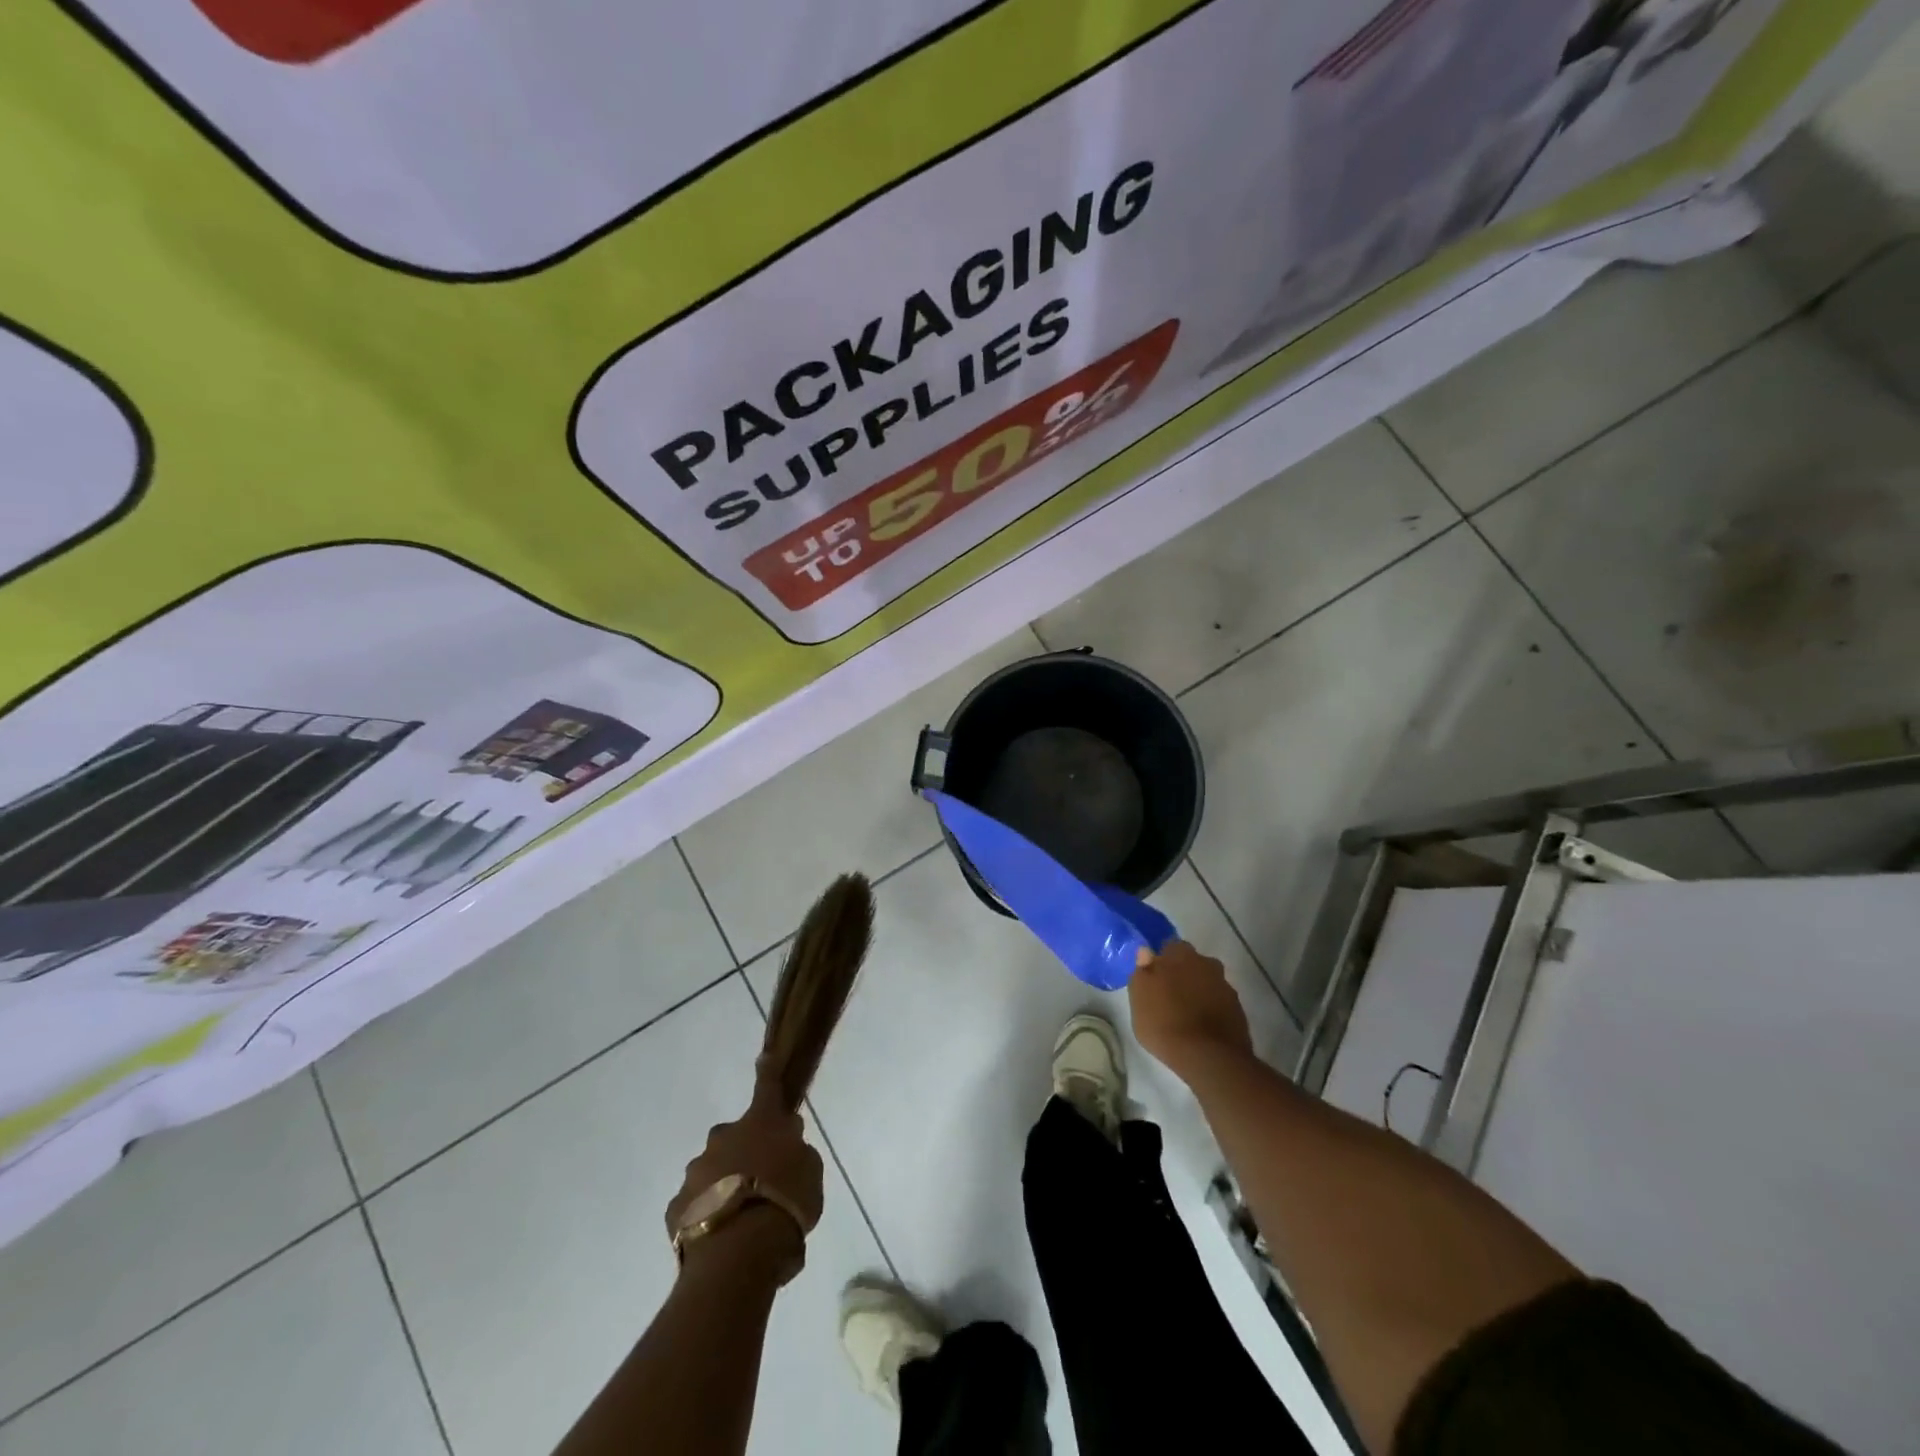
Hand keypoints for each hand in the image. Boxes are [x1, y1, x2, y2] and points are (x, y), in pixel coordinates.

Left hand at [665, 1069, 824, 1285]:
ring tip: (741, 1223)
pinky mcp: (676, 1208)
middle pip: (734, 1138)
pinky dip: (707, 1216)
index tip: (763, 1056)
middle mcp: (723, 1139)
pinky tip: (721, 1241)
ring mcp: (695, 1172)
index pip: (767, 1088)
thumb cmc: (785, 1203)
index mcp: (761, 1124)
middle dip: (743, 1153)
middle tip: (761, 1183)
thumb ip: (797, 1154)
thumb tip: (786, 1147)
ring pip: (711, 1172)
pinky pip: (695, 1206)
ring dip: (724, 1187)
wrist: (738, 1253)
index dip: (767, 1072)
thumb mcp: (810, 1173)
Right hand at [1128, 940, 1252, 1080]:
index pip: (1170, 947)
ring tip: (1186, 1013)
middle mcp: (1206, 963)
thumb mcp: (1139, 998)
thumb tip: (1146, 953)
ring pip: (1207, 982)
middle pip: (1192, 963)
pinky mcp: (1238, 1010)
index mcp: (1180, 954)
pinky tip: (1202, 1027)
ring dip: (1198, 991)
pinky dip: (1212, 1009)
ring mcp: (1225, 986)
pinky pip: (1219, 1002)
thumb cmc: (1165, 1022)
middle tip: (1169, 995)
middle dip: (1182, 974)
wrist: (1209, 1057)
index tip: (1154, 977)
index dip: (1162, 961)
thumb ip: (1142, 971)